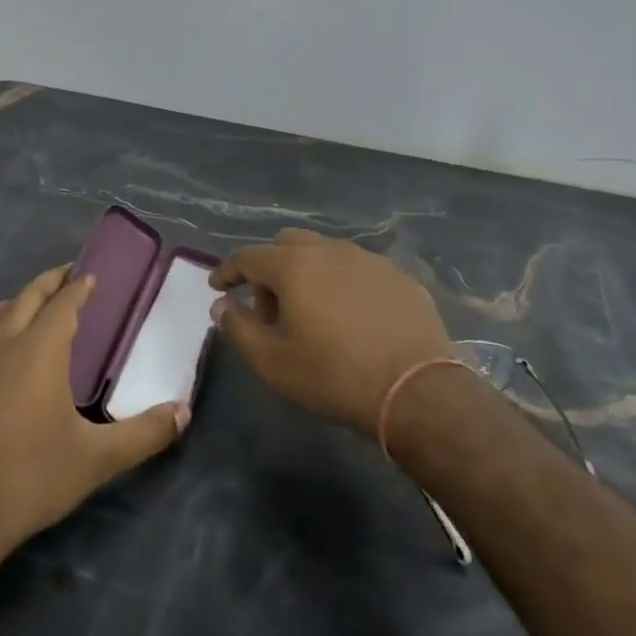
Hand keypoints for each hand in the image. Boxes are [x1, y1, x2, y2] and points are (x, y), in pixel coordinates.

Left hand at [0, 265, 188, 561]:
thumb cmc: (32, 478)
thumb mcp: (98, 459)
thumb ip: (146, 434)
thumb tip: (184, 412)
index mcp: (39, 352)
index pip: (64, 305)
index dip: (80, 287)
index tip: (92, 276)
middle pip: (23, 302)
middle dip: (46, 285)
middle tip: (64, 276)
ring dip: (1, 309)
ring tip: (15, 305)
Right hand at [211, 230, 454, 438]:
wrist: (417, 391)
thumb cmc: (334, 377)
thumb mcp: (274, 363)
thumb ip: (239, 328)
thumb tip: (222, 305)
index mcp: (295, 266)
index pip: (249, 256)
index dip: (228, 270)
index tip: (218, 286)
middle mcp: (331, 250)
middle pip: (288, 244)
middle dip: (271, 269)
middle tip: (270, 308)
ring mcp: (370, 260)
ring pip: (326, 253)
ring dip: (309, 273)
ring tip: (313, 313)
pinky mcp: (400, 276)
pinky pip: (359, 269)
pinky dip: (343, 284)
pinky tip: (352, 316)